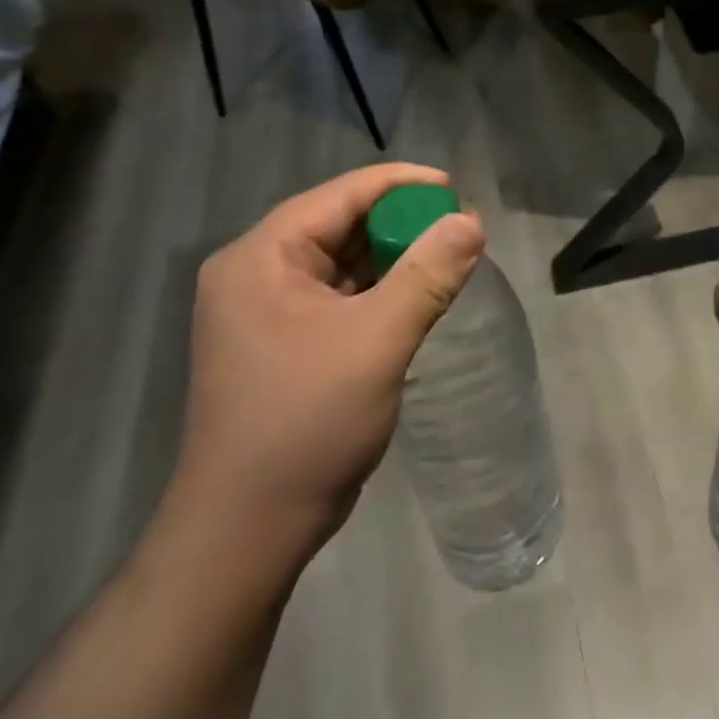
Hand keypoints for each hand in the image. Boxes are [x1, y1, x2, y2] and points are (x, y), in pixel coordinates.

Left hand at [166, 163, 484, 564]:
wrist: (245, 533)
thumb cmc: (306, 424)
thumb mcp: (377, 340)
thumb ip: (428, 273)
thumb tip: (472, 221)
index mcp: (261, 257)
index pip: (340, 195)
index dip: (402, 185)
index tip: (457, 190)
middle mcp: (255, 271)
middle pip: (339, 223)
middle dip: (400, 222)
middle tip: (459, 228)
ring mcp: (263, 309)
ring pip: (340, 259)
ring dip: (392, 255)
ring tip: (447, 256)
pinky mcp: (279, 340)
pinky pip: (337, 293)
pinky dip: (377, 288)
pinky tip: (415, 294)